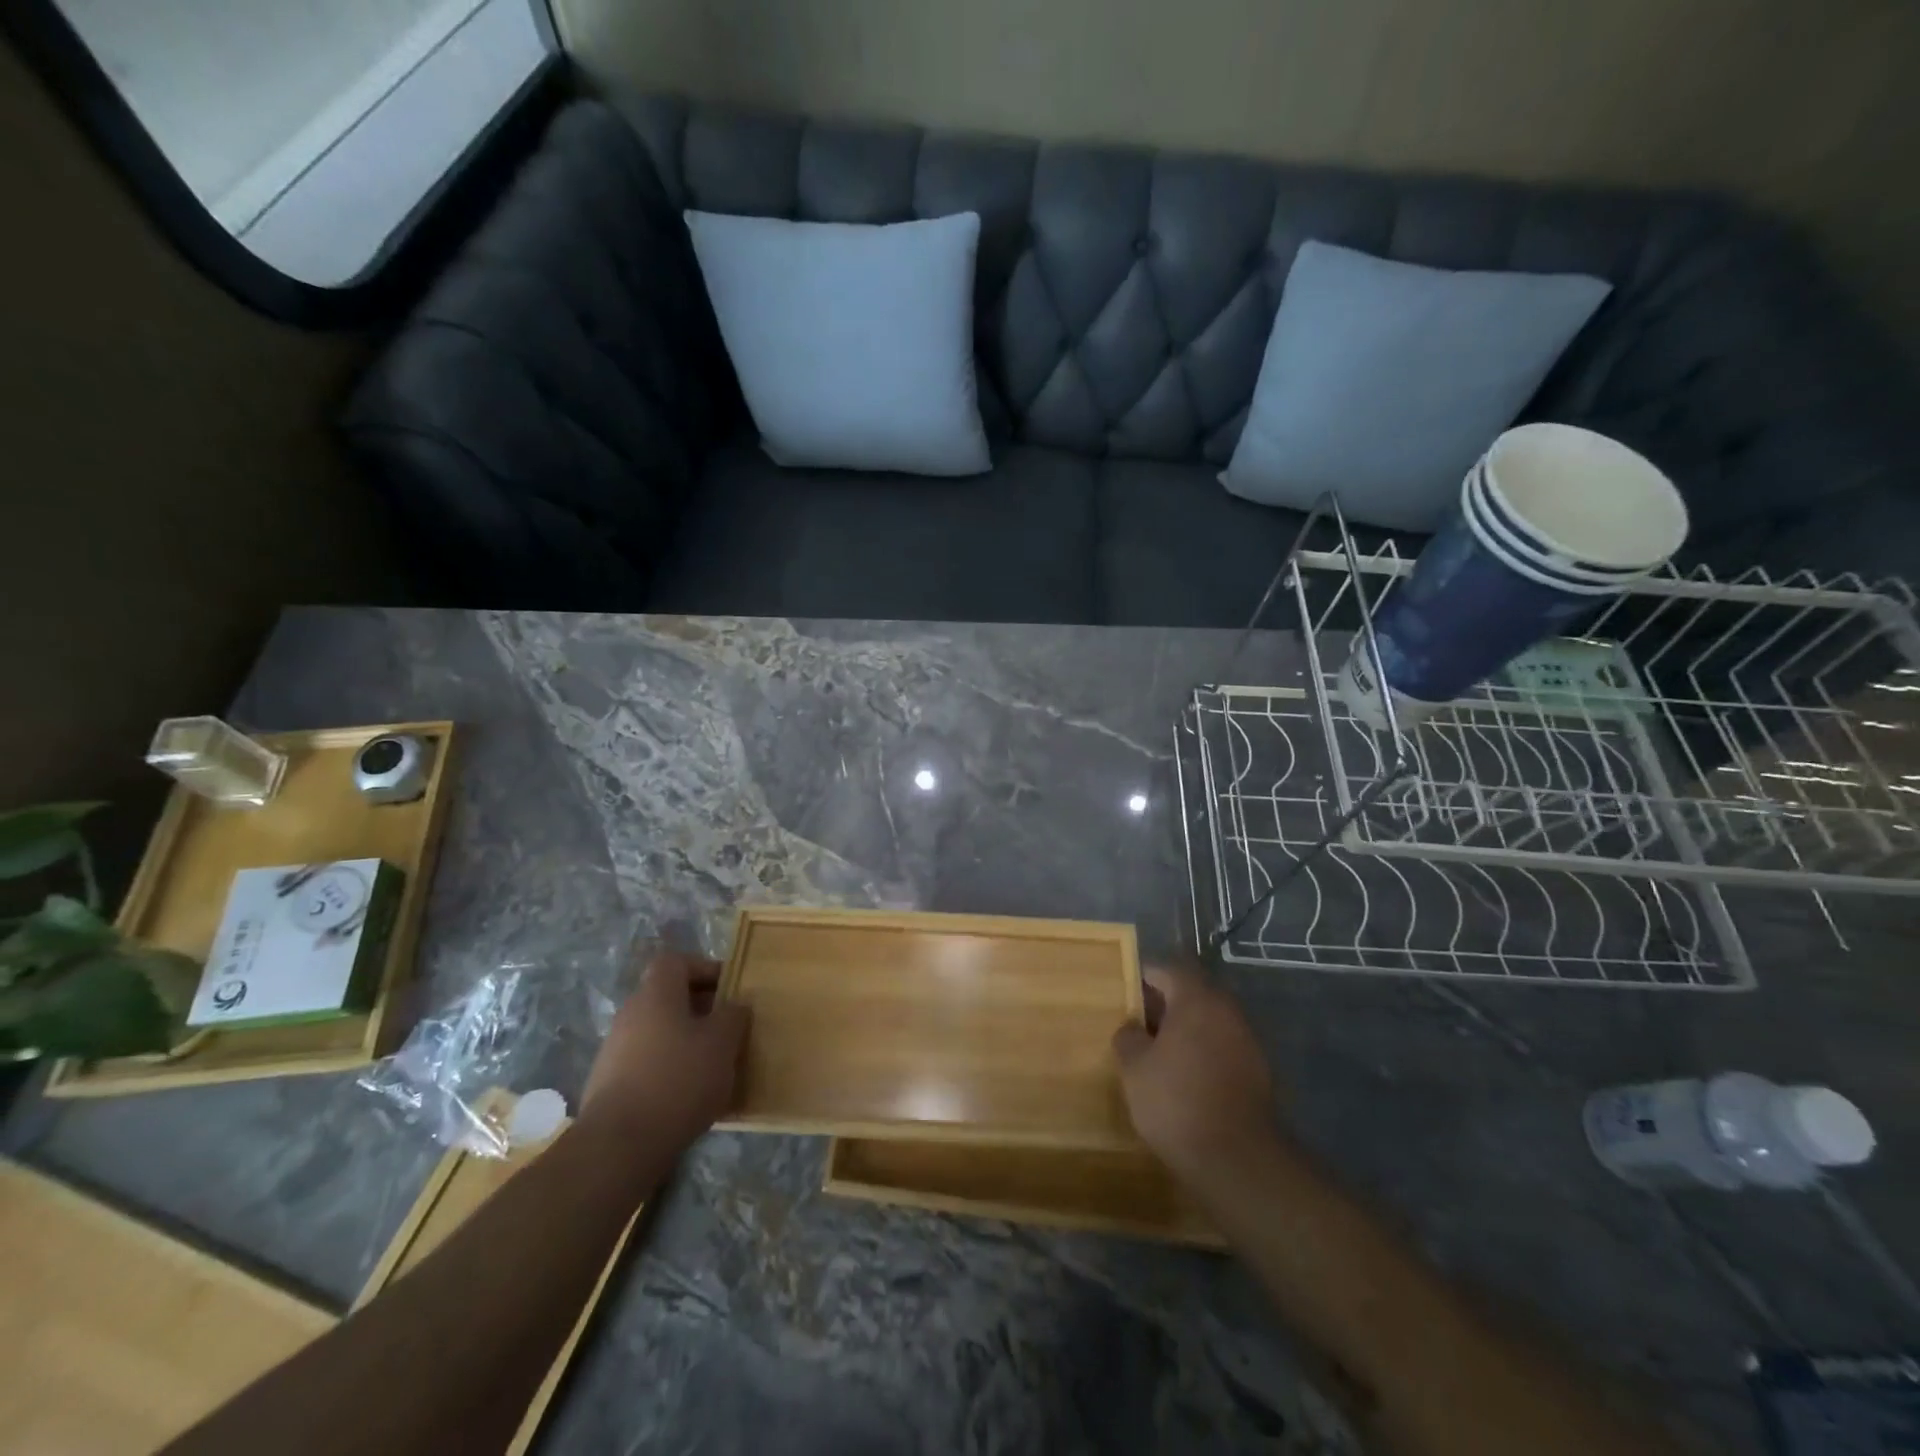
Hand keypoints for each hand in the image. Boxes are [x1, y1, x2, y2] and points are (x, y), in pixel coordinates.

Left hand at [580, 947, 749, 1160]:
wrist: (618, 1146)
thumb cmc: (678, 1079)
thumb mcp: (722, 1042)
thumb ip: (733, 1015)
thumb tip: (734, 1005)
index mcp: (656, 994)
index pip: (676, 961)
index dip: (704, 968)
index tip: (729, 990)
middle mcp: (630, 1014)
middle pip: (668, 998)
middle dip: (700, 1010)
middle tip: (728, 1031)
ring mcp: (614, 1051)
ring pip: (658, 1032)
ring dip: (685, 1042)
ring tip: (713, 1067)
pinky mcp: (609, 1085)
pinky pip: (647, 1063)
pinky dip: (668, 1070)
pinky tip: (688, 1097)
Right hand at [1112, 964, 1282, 1181]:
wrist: (1236, 1159)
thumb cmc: (1176, 1101)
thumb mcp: (1134, 1067)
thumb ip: (1128, 1036)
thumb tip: (1132, 1027)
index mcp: (1197, 999)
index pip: (1167, 971)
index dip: (1144, 978)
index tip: (1124, 993)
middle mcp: (1227, 1011)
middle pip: (1191, 995)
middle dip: (1164, 1006)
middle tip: (1137, 1025)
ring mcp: (1247, 1041)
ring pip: (1209, 1023)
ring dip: (1186, 1031)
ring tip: (1158, 1055)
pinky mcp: (1258, 1072)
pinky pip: (1223, 1048)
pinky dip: (1204, 1054)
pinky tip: (1185, 1079)